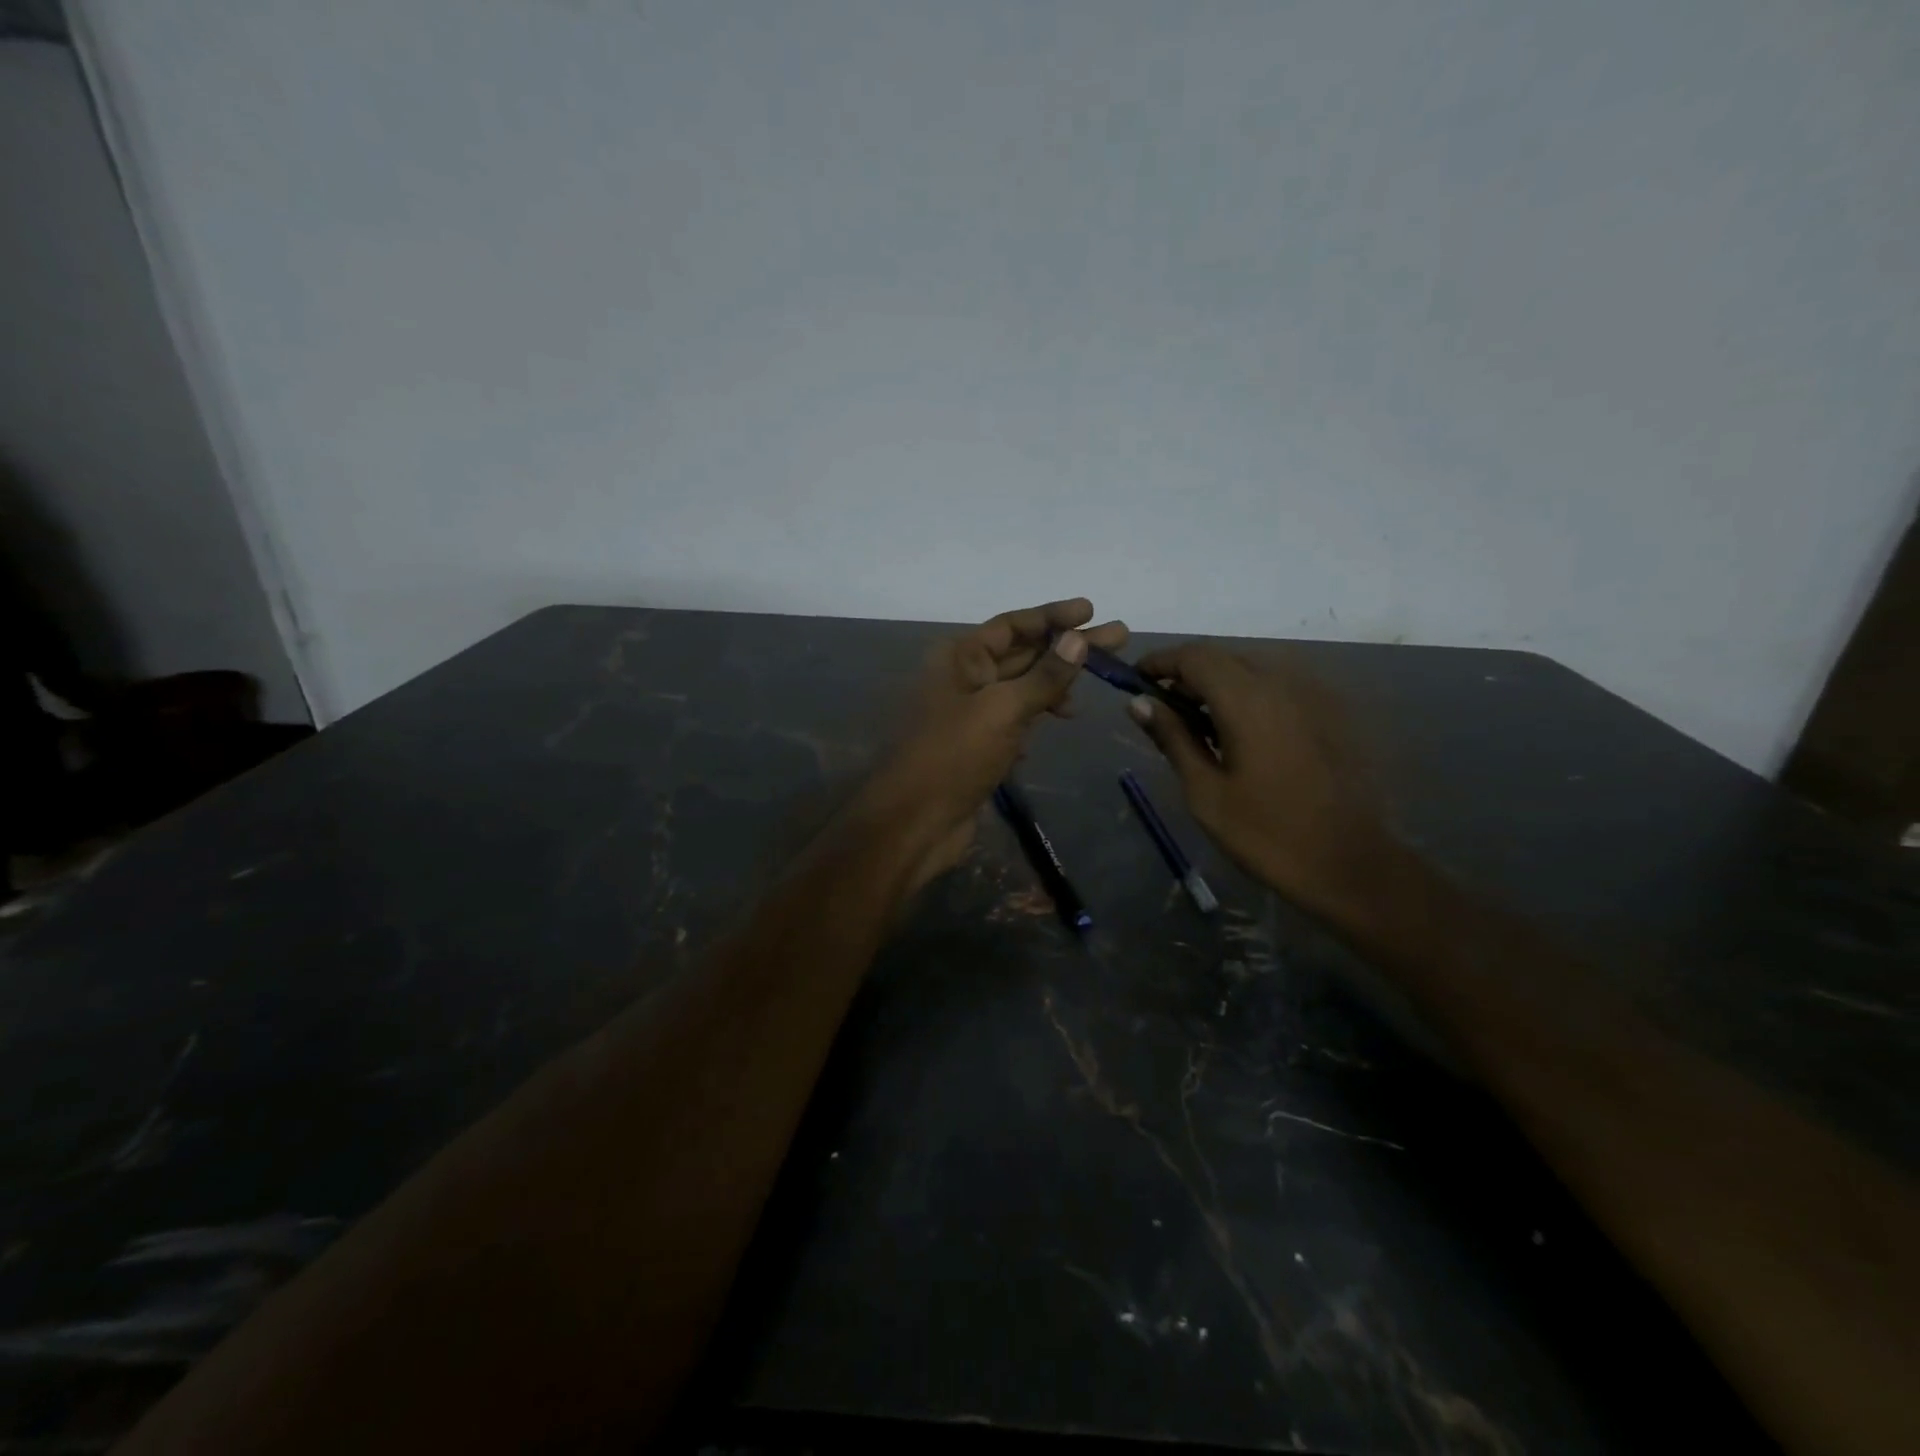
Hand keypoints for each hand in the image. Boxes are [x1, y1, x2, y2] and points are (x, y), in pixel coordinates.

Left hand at [855, 598, 1127, 892]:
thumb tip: (1078, 638)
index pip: (1013, 625)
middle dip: (1067, 647)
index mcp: (960, 657)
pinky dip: (1035, 717)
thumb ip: (1044, 675)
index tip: (1092, 611)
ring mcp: (970, 713)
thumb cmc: (954, 756)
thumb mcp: (1004, 710)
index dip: (1053, 616)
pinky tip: (1059, 721)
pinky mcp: (977, 745)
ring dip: (1055, 685)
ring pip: (1020, 688)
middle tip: (1118, 638)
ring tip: (1094, 687)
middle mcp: (963, 677)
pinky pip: (1013, 719)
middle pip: (1023, 653)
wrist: (914, 822)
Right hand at [1126, 643, 1393, 922]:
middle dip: (1187, 673)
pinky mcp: (1332, 712)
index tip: (1134, 680)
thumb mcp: (1205, 791)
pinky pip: (1280, 685)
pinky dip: (1250, 694)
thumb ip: (1172, 738)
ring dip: (1219, 683)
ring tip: (1199, 721)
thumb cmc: (1266, 834)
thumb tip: (1138, 703)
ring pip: (1253, 668)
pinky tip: (1242, 731)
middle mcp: (1284, 682)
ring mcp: (1314, 694)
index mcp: (1248, 699)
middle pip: (1224, 657)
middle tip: (1163, 708)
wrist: (1350, 864)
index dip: (1160, 662)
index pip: (1194, 656)